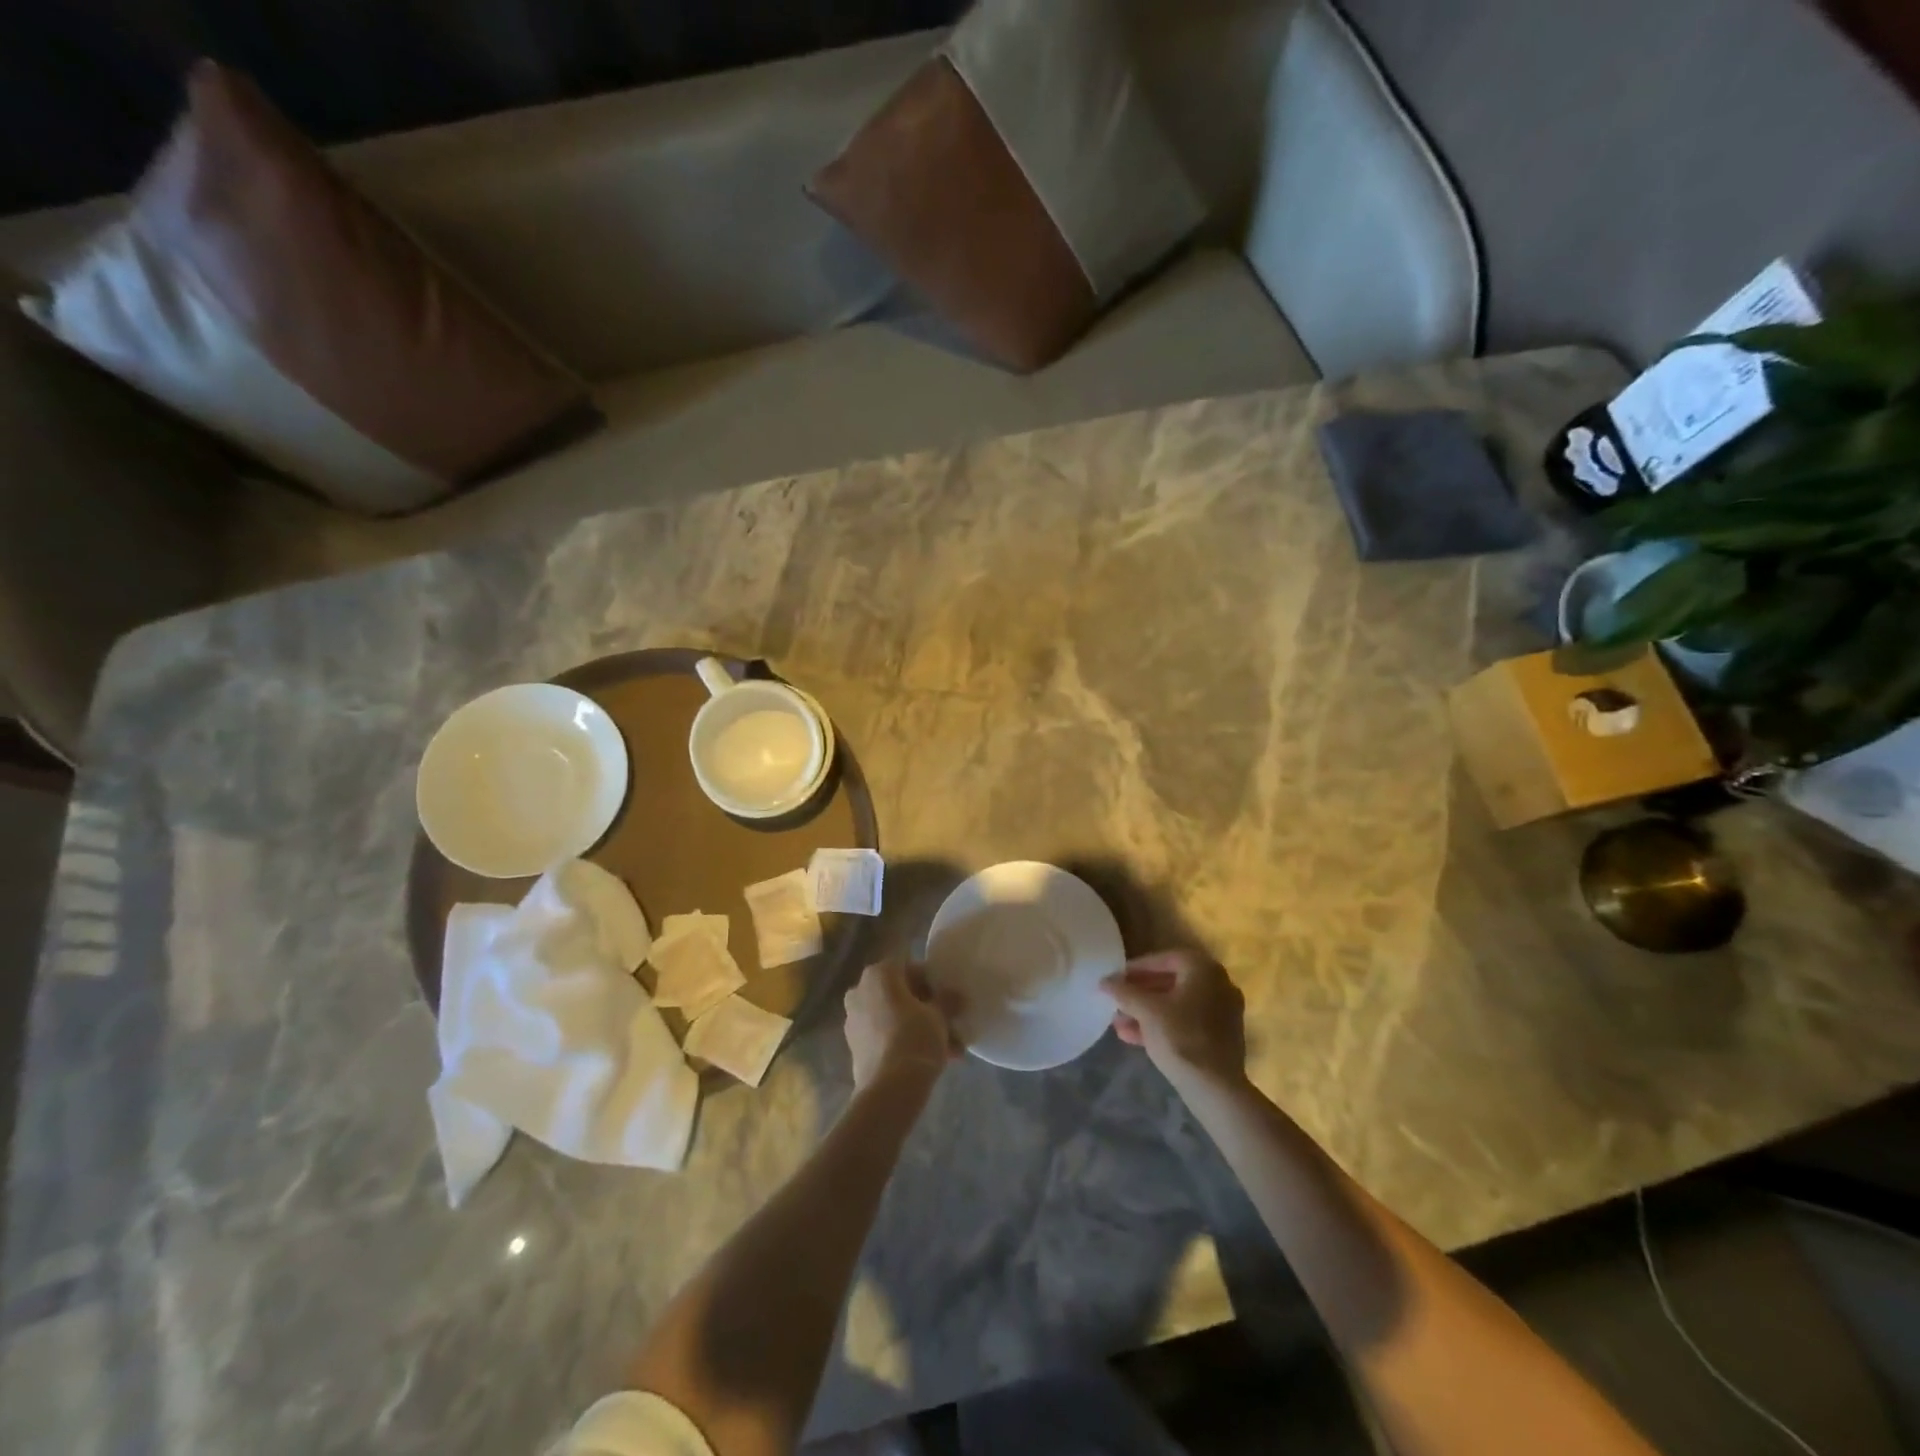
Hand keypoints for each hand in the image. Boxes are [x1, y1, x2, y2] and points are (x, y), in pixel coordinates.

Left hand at [843, 960, 960, 1089]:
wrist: (889, 1089)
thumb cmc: (915, 1038)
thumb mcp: (939, 1016)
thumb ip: (947, 1000)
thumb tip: (955, 995)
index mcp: (878, 974)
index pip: (909, 966)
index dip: (931, 980)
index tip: (948, 997)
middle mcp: (860, 991)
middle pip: (900, 992)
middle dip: (926, 1008)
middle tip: (950, 1024)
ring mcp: (854, 1019)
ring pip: (894, 1016)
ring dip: (919, 1028)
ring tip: (950, 1050)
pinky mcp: (854, 1046)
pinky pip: (885, 1035)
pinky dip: (904, 1041)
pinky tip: (931, 1060)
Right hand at [1103, 950, 1246, 1090]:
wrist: (1215, 1089)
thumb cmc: (1180, 1038)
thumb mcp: (1146, 1011)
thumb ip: (1123, 991)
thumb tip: (1104, 981)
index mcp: (1204, 969)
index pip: (1164, 959)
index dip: (1136, 968)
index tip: (1116, 979)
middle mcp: (1218, 984)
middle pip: (1170, 982)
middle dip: (1139, 993)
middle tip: (1116, 1001)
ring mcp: (1222, 1012)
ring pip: (1176, 1005)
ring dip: (1146, 1012)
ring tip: (1118, 1024)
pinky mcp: (1221, 1037)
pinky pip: (1186, 1022)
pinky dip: (1162, 1025)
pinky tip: (1133, 1038)